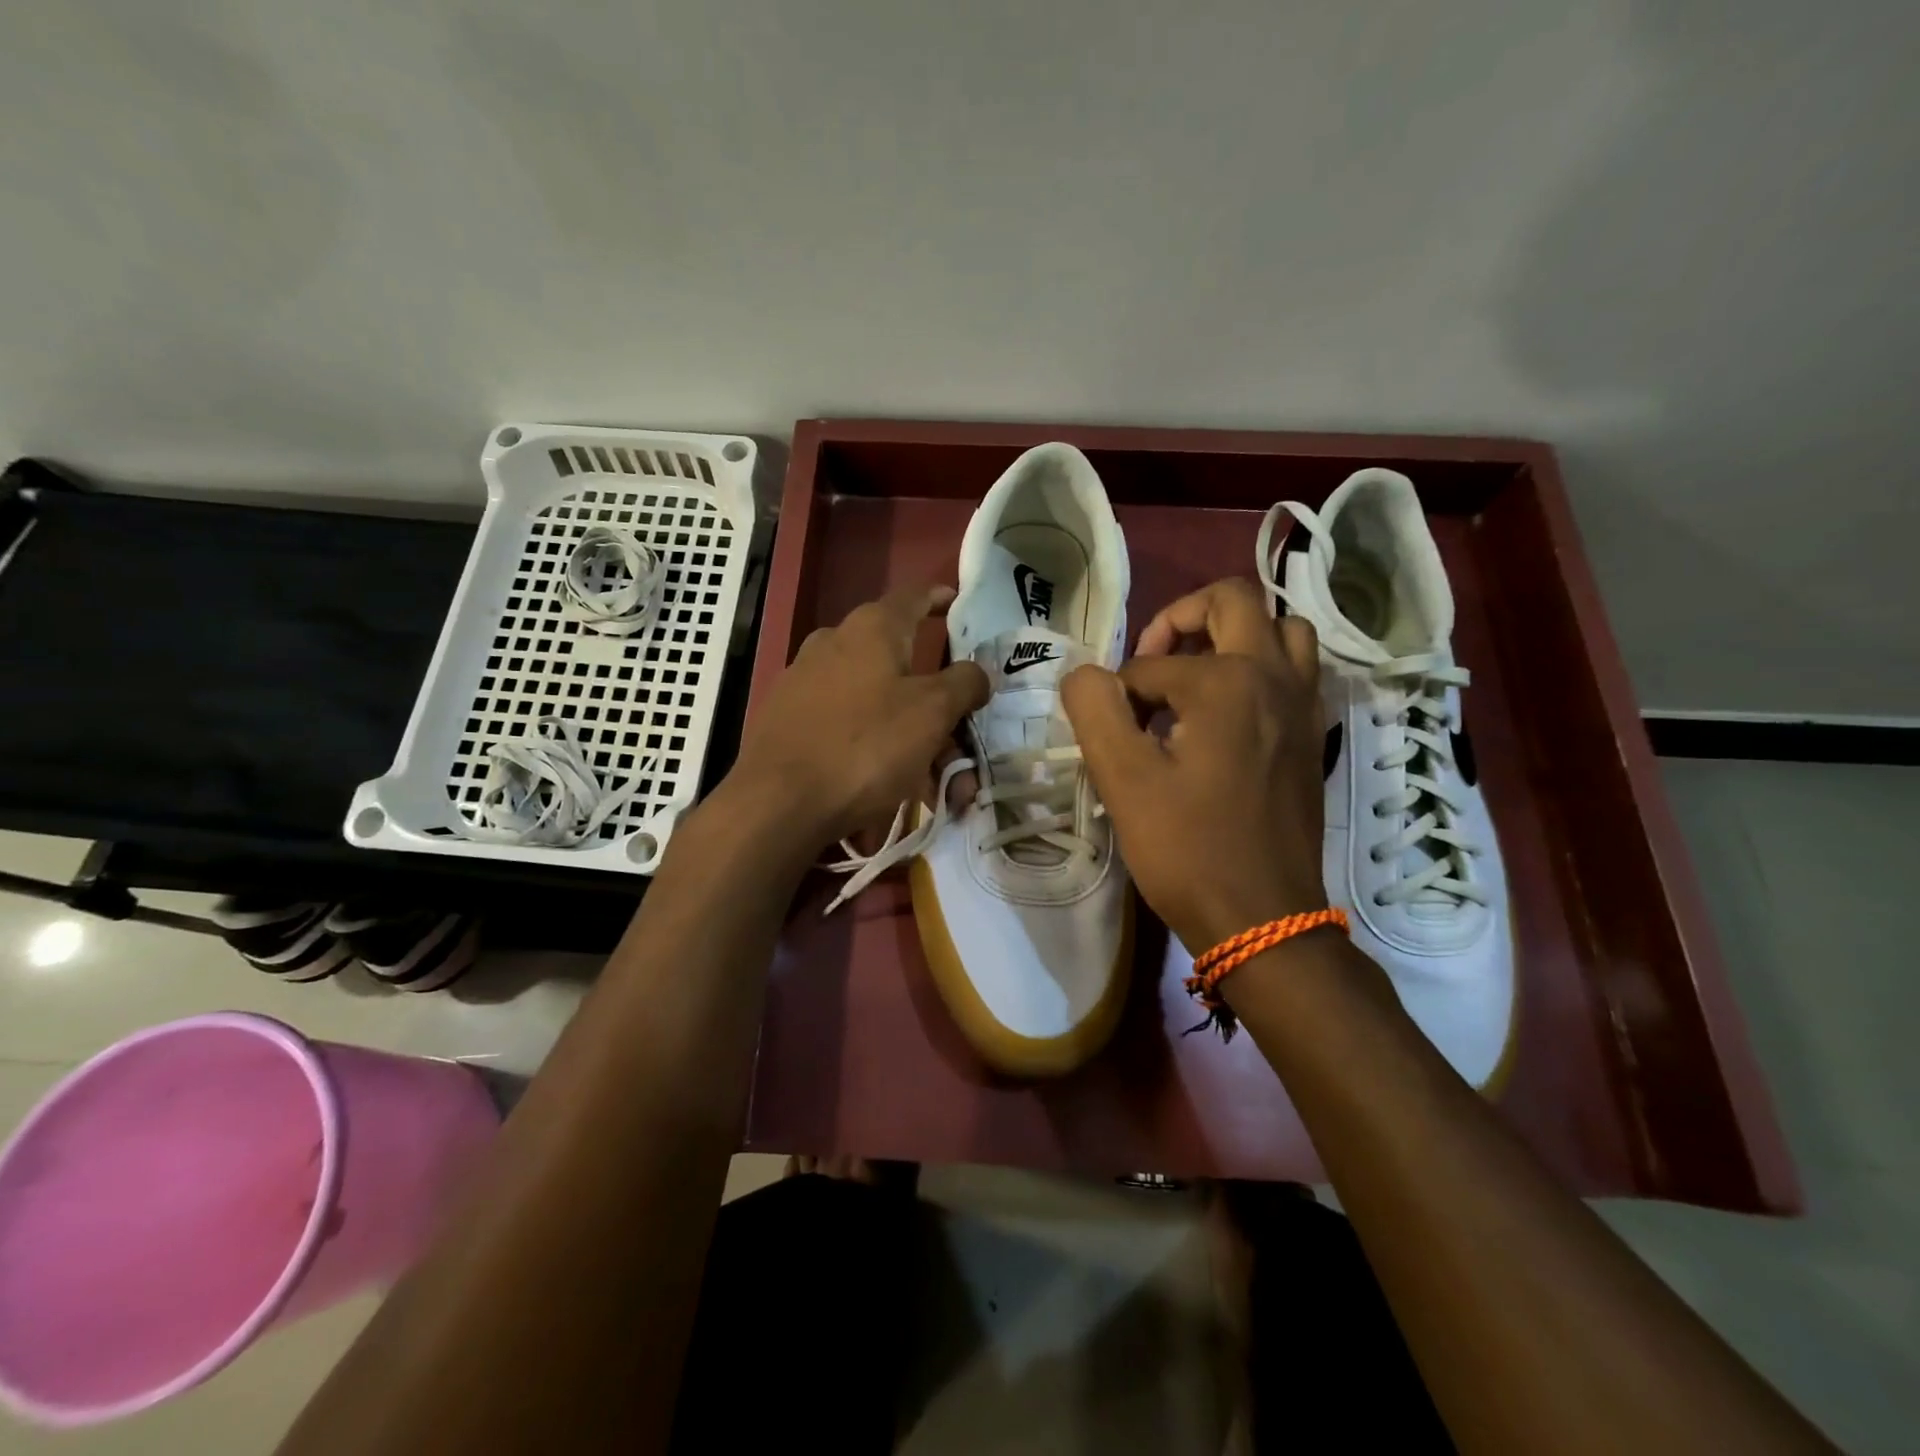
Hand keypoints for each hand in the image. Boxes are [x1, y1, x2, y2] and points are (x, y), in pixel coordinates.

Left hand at [727, 584, 989, 851]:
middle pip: (899, 661)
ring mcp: (804, 681)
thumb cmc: (866, 746)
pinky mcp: (787, 719)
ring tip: (932, 784)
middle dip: (935, 702)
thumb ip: (964, 684)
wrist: (778, 803)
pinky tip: (887, 789)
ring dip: (910, 735)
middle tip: (959, 740)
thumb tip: (977, 672)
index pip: (914, 596)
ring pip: (875, 701)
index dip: (939, 597)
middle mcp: (834, 643)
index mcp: (872, 629)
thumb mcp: (932, 713)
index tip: (956, 601)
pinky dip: (874, 748)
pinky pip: (846, 725)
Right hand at [1060, 577, 1327, 952]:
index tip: (1111, 735)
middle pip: (1234, 601)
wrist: (1264, 919)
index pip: (1152, 662)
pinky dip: (1261, 668)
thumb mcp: (1123, 779)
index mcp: (1227, 681)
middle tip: (1151, 661)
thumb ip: (1094, 709)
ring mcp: (1305, 705)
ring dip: (1233, 635)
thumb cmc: (1188, 849)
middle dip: (1182, 617)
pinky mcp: (1314, 736)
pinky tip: (1226, 712)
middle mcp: (1275, 677)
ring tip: (1194, 676)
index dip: (1119, 693)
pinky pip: (1295, 671)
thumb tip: (1086, 674)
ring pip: (1280, 630)